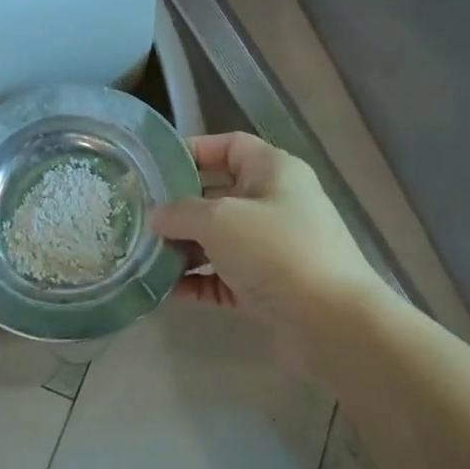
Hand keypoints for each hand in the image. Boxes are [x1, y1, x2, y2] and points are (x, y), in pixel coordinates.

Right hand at [151, 133, 379, 330]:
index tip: (154, 166)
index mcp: (273, 171)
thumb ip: (180, 212)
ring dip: (183, 247)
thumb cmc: (275, 250)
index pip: (230, 146)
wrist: (330, 322)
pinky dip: (197, 281)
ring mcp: (272, 248)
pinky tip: (165, 288)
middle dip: (179, 206)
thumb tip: (156, 217)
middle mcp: (275, 204)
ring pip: (218, 239)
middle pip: (218, 195)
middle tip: (139, 214)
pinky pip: (222, 277)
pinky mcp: (266, 286)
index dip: (193, 150)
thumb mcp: (219, 220)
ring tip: (143, 254)